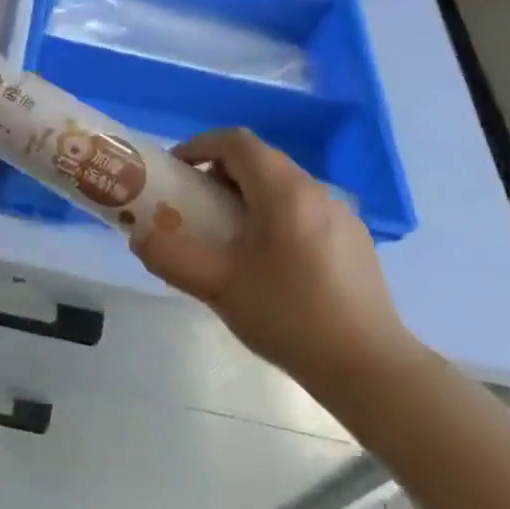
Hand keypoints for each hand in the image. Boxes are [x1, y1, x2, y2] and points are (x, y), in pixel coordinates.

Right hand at [133, 129, 421, 403]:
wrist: (369, 367)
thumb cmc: (289, 316)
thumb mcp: (218, 286)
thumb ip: (171, 257)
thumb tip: (140, 237)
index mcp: (283, 191)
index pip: (236, 142)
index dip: (199, 146)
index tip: (177, 171)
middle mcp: (316, 190)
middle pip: (260, 160)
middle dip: (220, 172)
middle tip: (195, 205)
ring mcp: (341, 214)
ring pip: (283, 185)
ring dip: (247, 195)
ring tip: (228, 235)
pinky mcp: (355, 239)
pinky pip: (304, 208)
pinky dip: (275, 214)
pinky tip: (270, 261)